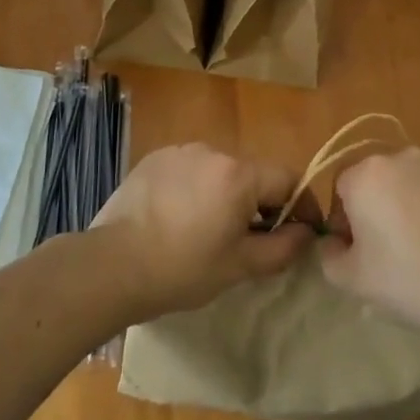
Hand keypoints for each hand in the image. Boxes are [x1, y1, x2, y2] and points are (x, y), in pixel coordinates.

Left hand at [91, 143, 312, 317]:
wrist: (112, 265)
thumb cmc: (183, 269)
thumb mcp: (240, 266)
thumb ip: (283, 247)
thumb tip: (306, 233)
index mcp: (239, 174)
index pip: (288, 178)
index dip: (300, 205)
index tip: (298, 233)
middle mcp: (213, 151)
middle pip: (253, 173)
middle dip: (260, 202)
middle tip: (250, 240)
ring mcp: (181, 151)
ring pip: (220, 170)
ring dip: (226, 194)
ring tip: (208, 230)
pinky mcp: (155, 158)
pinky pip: (190, 169)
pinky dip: (195, 188)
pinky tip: (178, 218)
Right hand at [316, 148, 419, 335]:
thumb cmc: (408, 280)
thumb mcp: (351, 279)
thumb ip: (328, 255)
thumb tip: (334, 242)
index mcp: (366, 174)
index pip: (341, 188)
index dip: (344, 220)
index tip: (358, 251)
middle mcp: (401, 157)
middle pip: (377, 180)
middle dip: (377, 208)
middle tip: (389, 251)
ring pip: (411, 182)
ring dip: (409, 206)